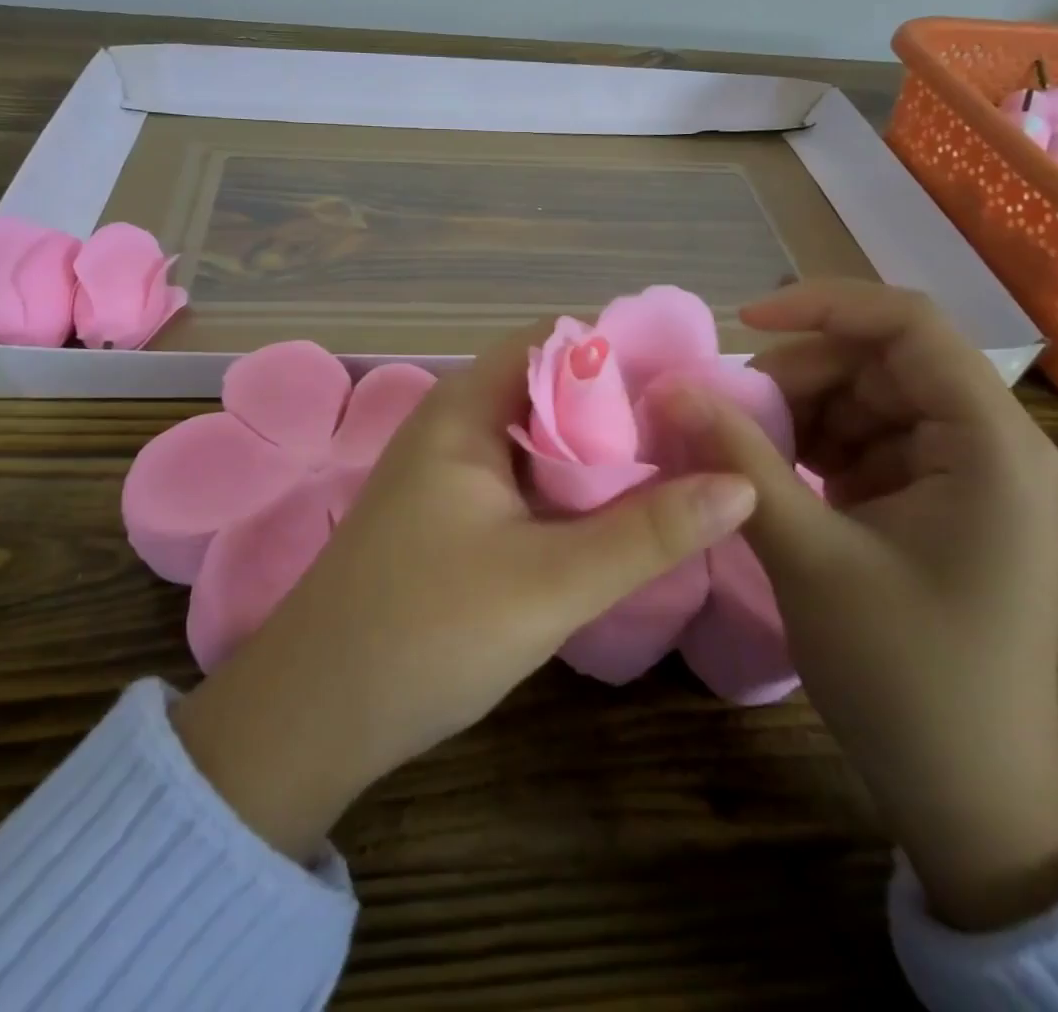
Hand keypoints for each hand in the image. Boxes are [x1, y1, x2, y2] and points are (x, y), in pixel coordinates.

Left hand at [171, 325, 758, 861]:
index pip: (555, 342)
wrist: (314, 714)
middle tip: (703, 431)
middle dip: (623, 407)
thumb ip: (649, 532)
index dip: (624, 352)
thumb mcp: (551, 582)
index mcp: (467, 408)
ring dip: (600, 453)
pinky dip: (571, 489)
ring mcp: (449, 471)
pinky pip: (524, 480)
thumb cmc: (425, 630)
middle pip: (552, 389)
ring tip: (681, 466)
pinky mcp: (450, 515)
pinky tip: (619, 514)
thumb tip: (743, 483)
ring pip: (541, 440)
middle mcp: (455, 424)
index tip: (694, 381)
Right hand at [662, 280, 1057, 929]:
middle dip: (797, 376)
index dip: (822, 306)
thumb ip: (737, 460)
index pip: (908, 324)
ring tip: (741, 453)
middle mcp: (986, 442)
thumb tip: (669, 388)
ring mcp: (960, 473)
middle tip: (726, 415)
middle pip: (879, 361)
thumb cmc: (905, 674)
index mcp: (988, 443)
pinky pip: (863, 441)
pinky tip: (772, 478)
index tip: (742, 325)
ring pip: (864, 399)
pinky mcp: (932, 500)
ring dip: (797, 413)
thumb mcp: (809, 555)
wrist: (969, 794)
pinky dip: (811, 447)